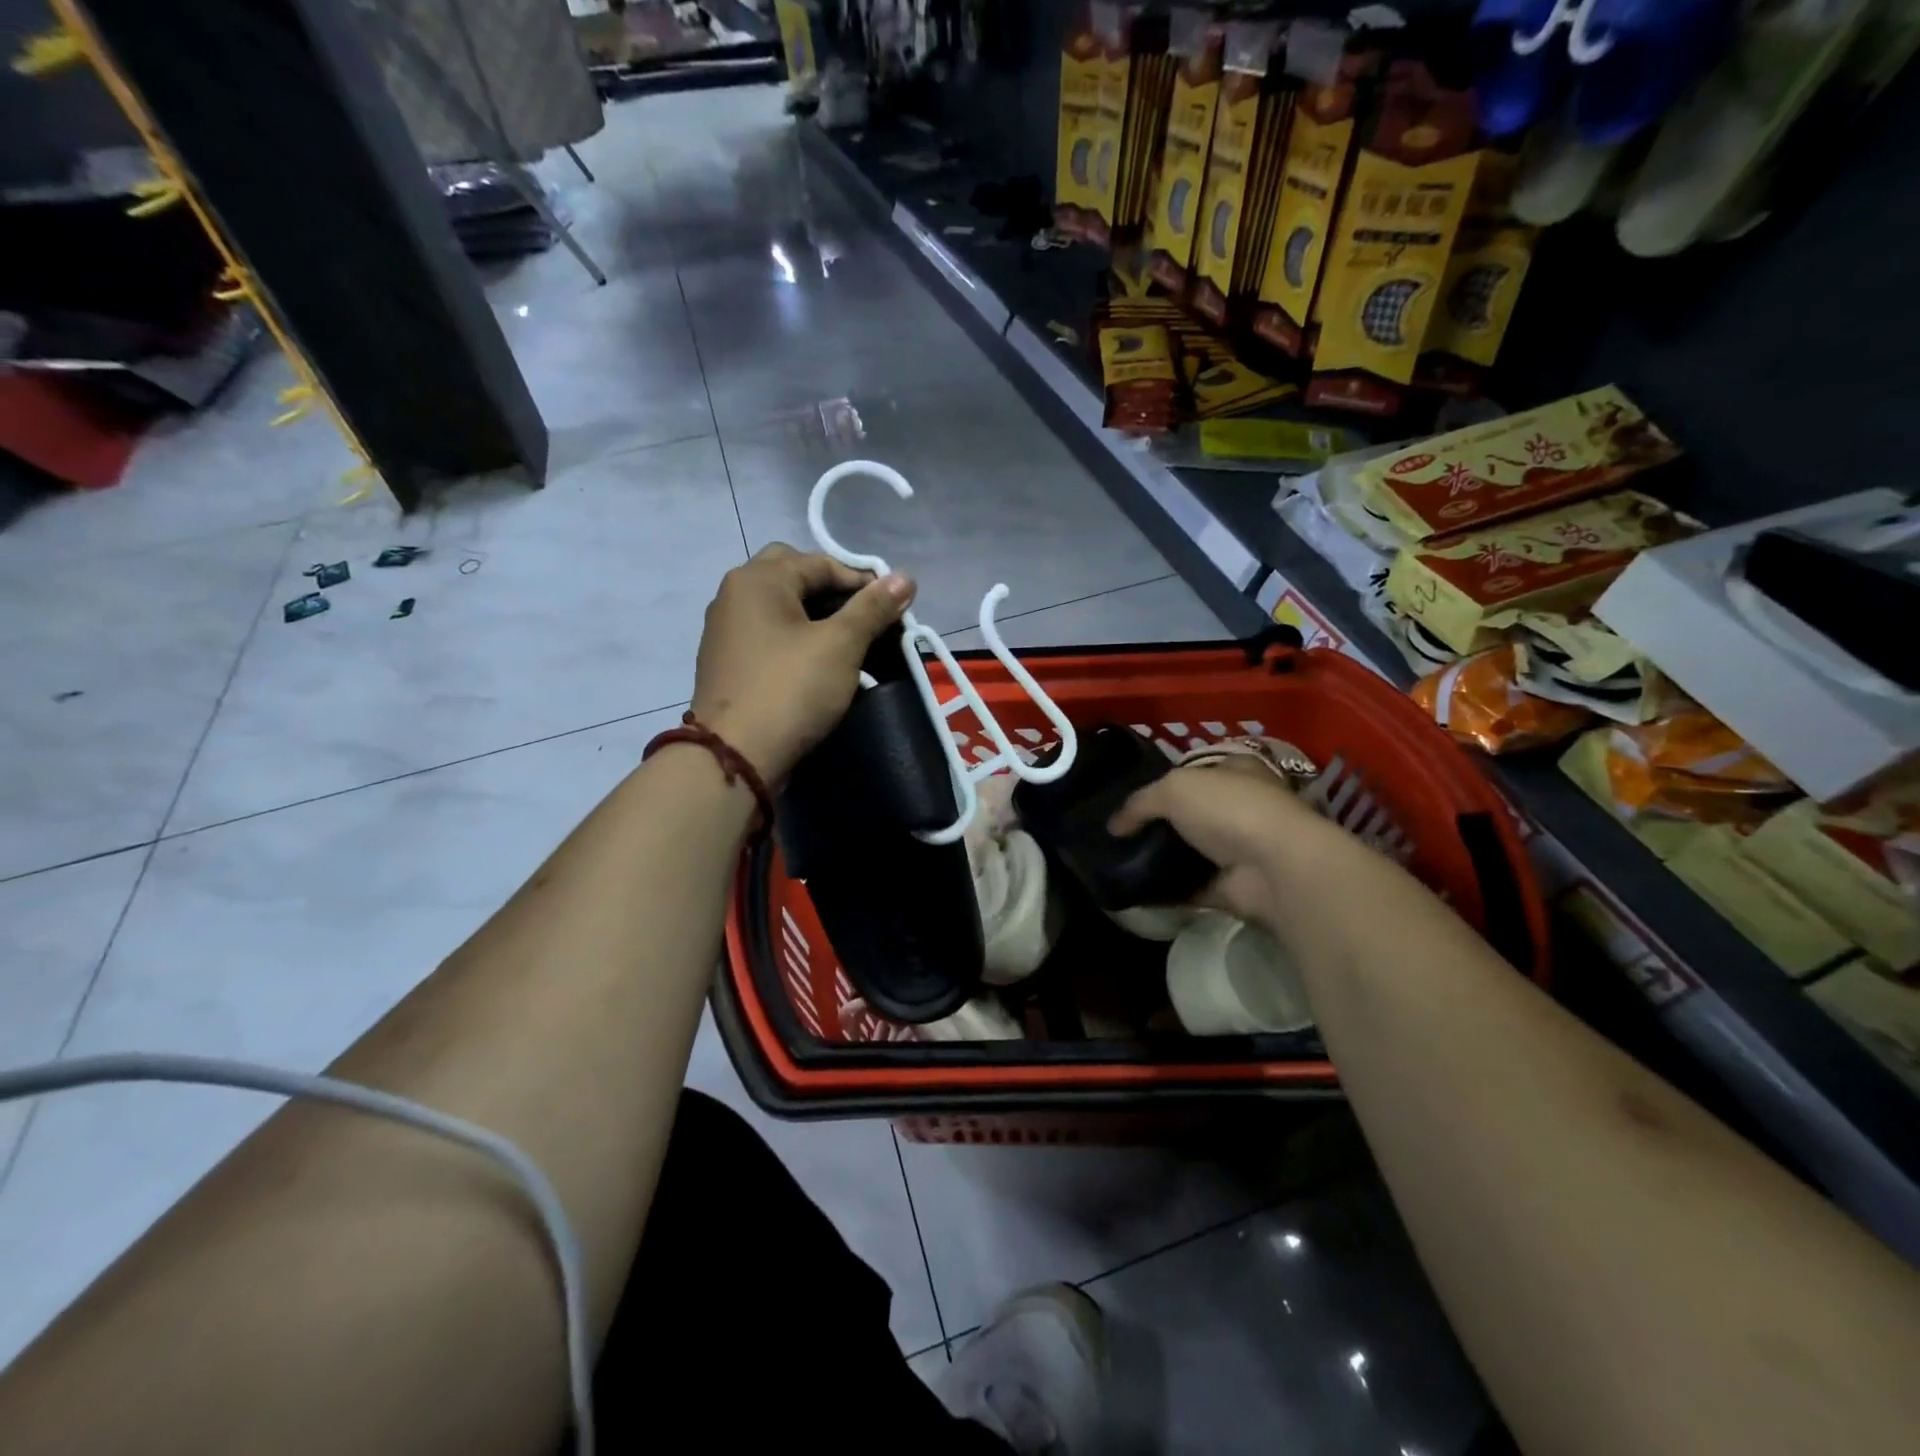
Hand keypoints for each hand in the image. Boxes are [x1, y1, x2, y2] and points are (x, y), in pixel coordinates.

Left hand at [691, 544, 914, 783]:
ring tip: (848, 642)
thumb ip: (873, 608)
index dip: (863, 583)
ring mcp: (725, 629)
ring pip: (779, 607)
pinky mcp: (727, 661)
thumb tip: (906, 577)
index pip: (821, 563)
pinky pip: (768, 635)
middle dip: (833, 592)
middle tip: (864, 619)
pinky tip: (817, 663)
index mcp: (759, 578)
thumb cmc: (791, 689)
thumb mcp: (841, 645)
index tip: (894, 610)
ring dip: (815, 616)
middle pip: (794, 576)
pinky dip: (795, 638)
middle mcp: (735, 594)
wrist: (736, 755)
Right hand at [1110, 758, 1326, 923]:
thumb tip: (1113, 826)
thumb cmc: (1230, 809)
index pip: (1197, 771)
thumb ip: (1140, 803)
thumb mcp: (1174, 789)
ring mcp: (1237, 850)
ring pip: (1189, 851)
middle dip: (1159, 823)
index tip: (1131, 796)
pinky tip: (1133, 890)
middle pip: (1191, 813)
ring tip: (1118, 861)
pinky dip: (1165, 891)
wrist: (1275, 868)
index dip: (1165, 780)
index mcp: (1234, 771)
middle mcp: (1239, 807)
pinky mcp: (1231, 887)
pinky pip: (1189, 888)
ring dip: (1161, 858)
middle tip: (1119, 832)